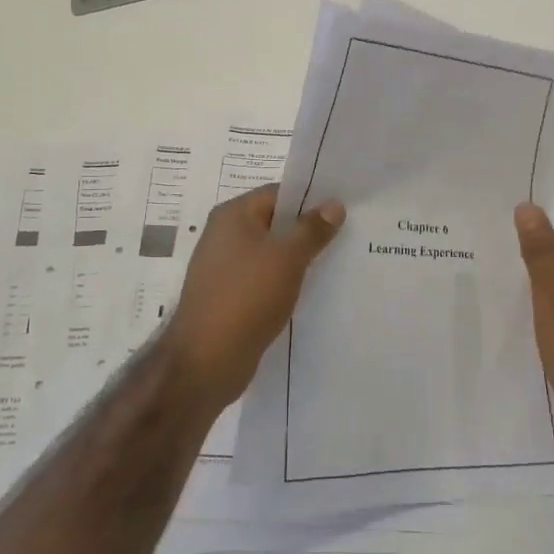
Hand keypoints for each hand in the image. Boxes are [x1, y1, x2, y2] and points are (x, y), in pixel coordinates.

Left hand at [164, 184, 344, 411]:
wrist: (206, 360)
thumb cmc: (247, 296)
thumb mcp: (288, 257)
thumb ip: (312, 229)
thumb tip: (334, 204)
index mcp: (233, 215)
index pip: (278, 193)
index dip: (311, 199)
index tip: (343, 210)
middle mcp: (224, 235)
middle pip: (274, 223)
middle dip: (308, 231)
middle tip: (347, 237)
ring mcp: (224, 268)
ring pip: (270, 254)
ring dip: (298, 260)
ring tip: (336, 265)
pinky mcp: (229, 297)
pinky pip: (263, 280)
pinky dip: (284, 283)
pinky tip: (310, 294)